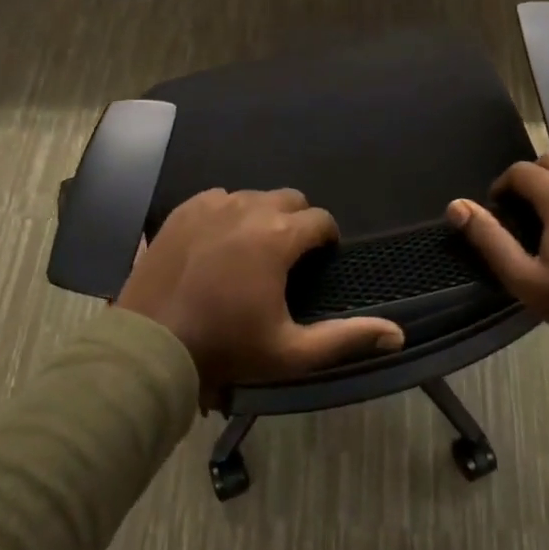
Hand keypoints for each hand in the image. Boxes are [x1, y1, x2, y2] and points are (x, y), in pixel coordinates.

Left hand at [117, 188, 404, 401]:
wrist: (150, 345)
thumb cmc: (226, 348)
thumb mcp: (291, 352)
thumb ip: (346, 338)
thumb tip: (397, 334)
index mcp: (279, 236)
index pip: (320, 220)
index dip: (327, 239)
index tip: (322, 259)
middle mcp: (248, 208)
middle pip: (289, 199)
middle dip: (298, 221)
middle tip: (290, 257)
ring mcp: (211, 205)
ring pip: (252, 197)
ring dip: (263, 215)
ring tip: (254, 250)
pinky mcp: (183, 210)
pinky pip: (217, 198)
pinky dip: (227, 212)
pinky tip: (220, 241)